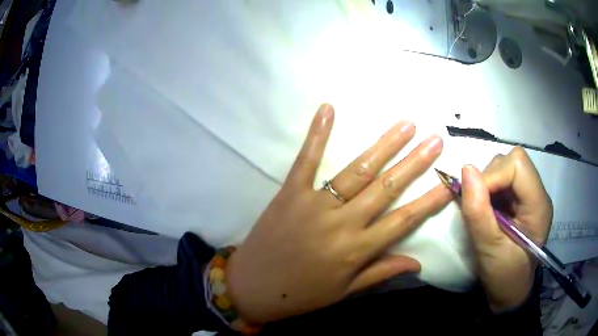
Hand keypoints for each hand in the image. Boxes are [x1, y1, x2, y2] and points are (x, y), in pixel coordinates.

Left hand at [226, 104, 450, 323]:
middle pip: (386, 188)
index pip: (403, 221)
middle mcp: (341, 224)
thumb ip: (381, 272)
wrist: (252, 287)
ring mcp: (314, 204)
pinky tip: (329, 109)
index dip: (429, 201)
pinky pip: (306, 160)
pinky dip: (317, 134)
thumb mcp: (345, 292)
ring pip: (357, 171)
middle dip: (414, 163)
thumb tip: (418, 262)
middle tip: (435, 140)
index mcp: (356, 250)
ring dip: (384, 146)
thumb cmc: (301, 295)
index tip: (449, 181)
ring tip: (406, 125)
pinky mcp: (290, 193)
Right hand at [460, 147, 552, 312]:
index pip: (518, 165)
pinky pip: (502, 180)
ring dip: (488, 184)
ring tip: (484, 212)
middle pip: (512, 162)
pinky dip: (489, 190)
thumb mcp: (488, 249)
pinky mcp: (521, 200)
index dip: (493, 176)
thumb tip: (465, 169)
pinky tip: (488, 210)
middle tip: (480, 208)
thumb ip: (478, 211)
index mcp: (539, 205)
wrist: (510, 292)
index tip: (475, 199)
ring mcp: (530, 195)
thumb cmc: (504, 276)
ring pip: (505, 167)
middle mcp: (538, 193)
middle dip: (490, 179)